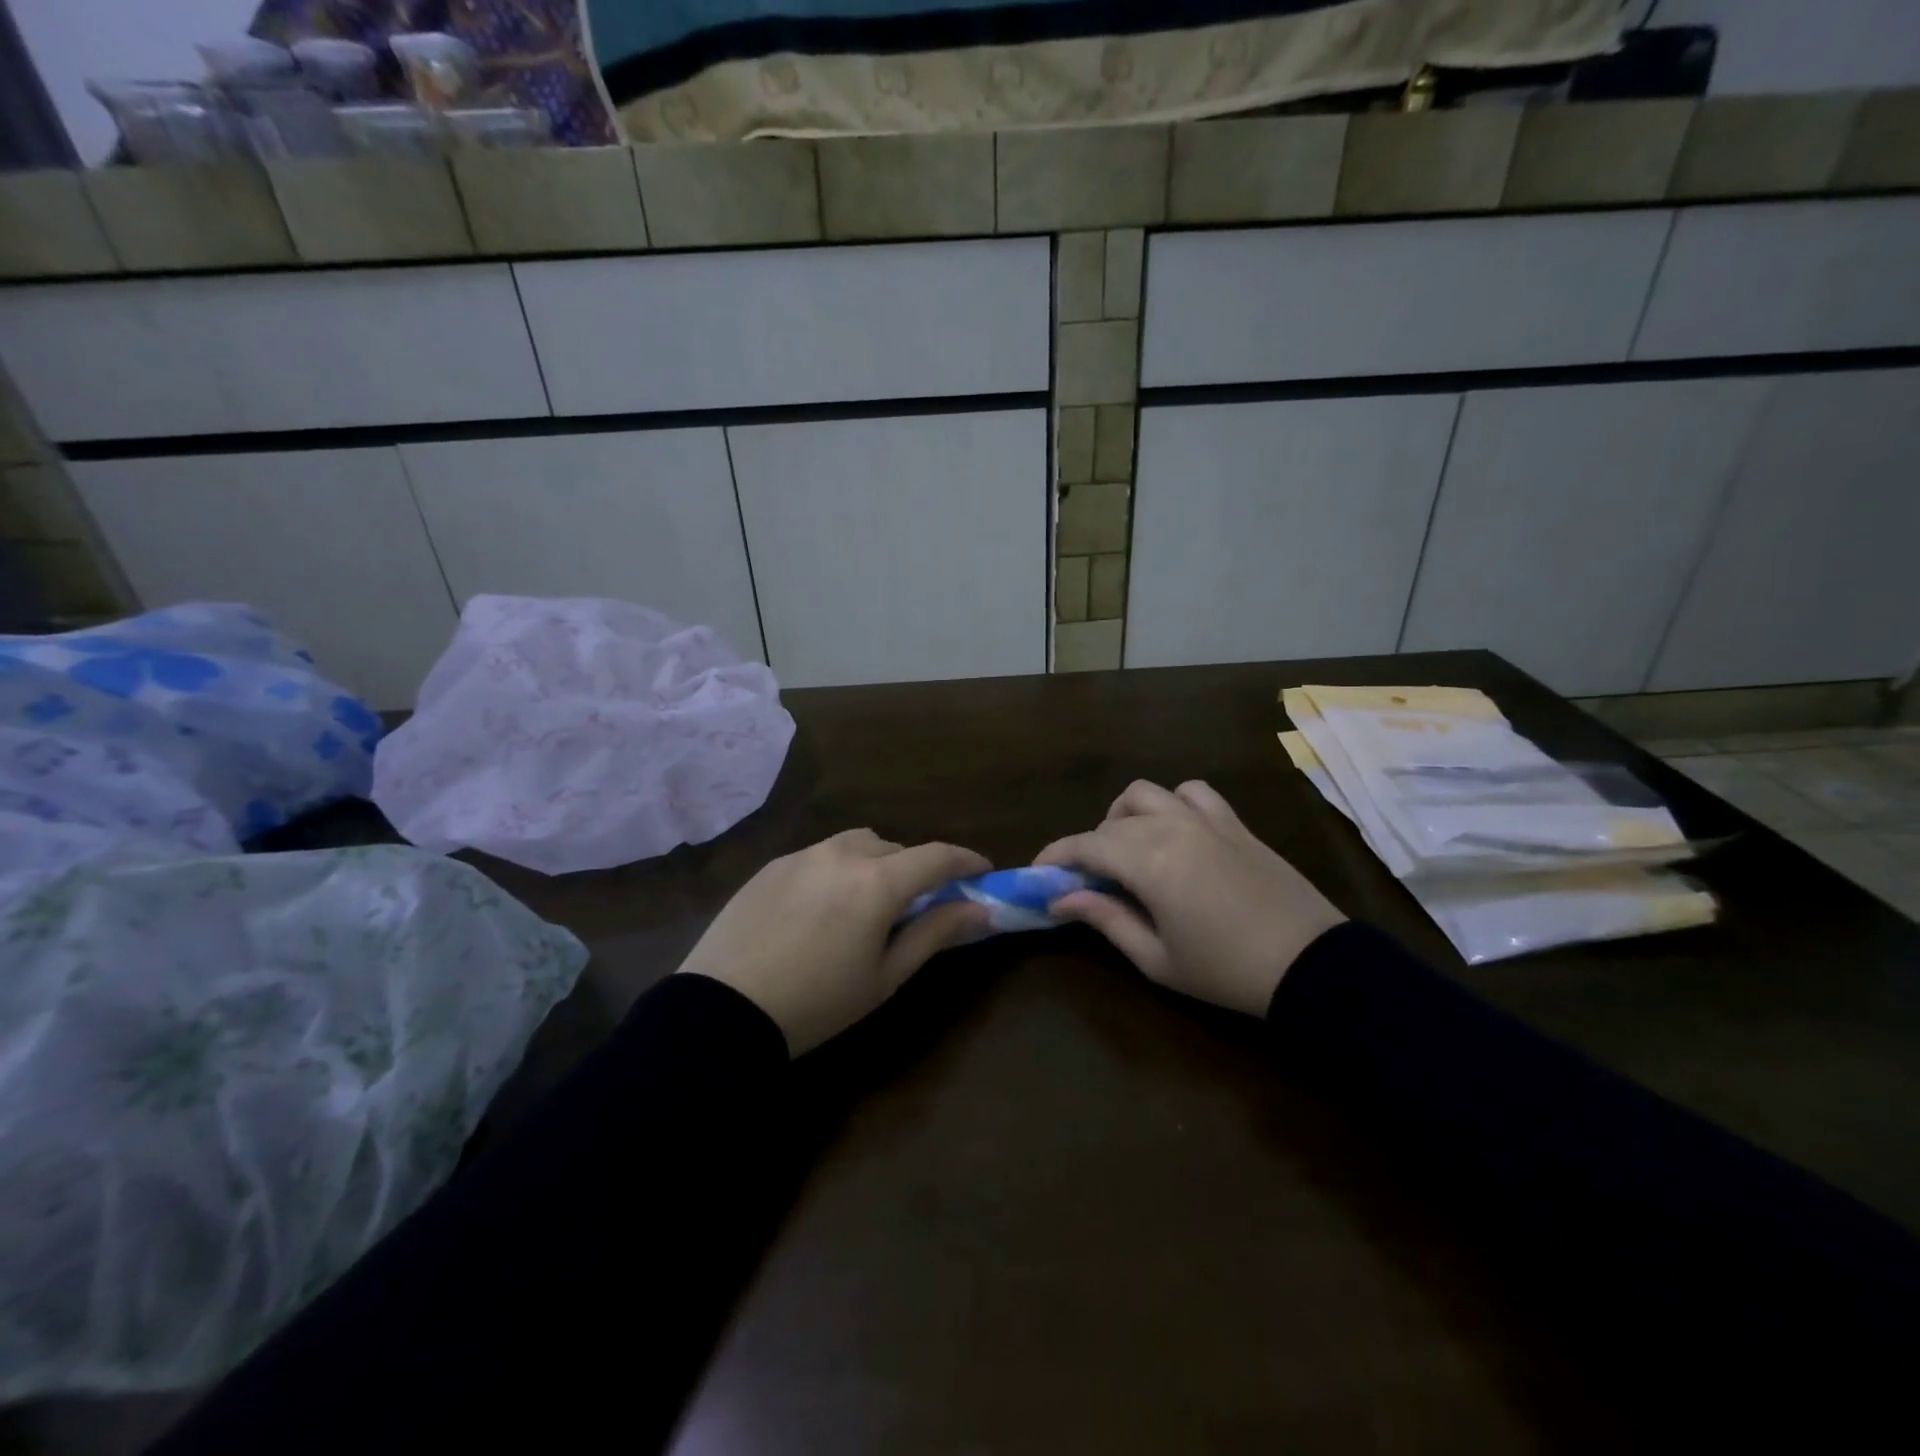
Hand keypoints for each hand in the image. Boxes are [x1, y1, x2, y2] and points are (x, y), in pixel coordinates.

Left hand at [676, 829, 991, 1054]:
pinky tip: (820, 908)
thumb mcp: (885, 976)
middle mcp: (843, 854)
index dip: (966, 860)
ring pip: (857, 844)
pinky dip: (837, 870)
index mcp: (878, 882)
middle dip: (915, 870)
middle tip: (916, 906)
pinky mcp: (773, 865)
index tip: (981, 872)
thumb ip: (935, 933)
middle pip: (896, 849)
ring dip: (875, 863)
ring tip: (865, 903)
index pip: (937, 856)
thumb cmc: (817, 1002)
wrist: (723, 1009)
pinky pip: (820, 855)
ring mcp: (804, 855)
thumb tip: (980, 910)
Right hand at [1035, 780, 1345, 1016]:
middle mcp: (1171, 828)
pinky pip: (1192, 791)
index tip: (1038, 875)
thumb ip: (1105, 920)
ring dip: (1123, 816)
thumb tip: (1061, 900)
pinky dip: (1172, 802)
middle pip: (1109, 823)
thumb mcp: (1156, 958)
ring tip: (1125, 848)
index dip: (1055, 857)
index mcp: (1148, 863)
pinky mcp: (1232, 822)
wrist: (1310, 965)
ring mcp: (1205, 819)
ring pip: (1145, 794)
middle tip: (1085, 881)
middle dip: (1086, 847)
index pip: (1085, 846)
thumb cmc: (1225, 971)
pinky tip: (1173, 828)